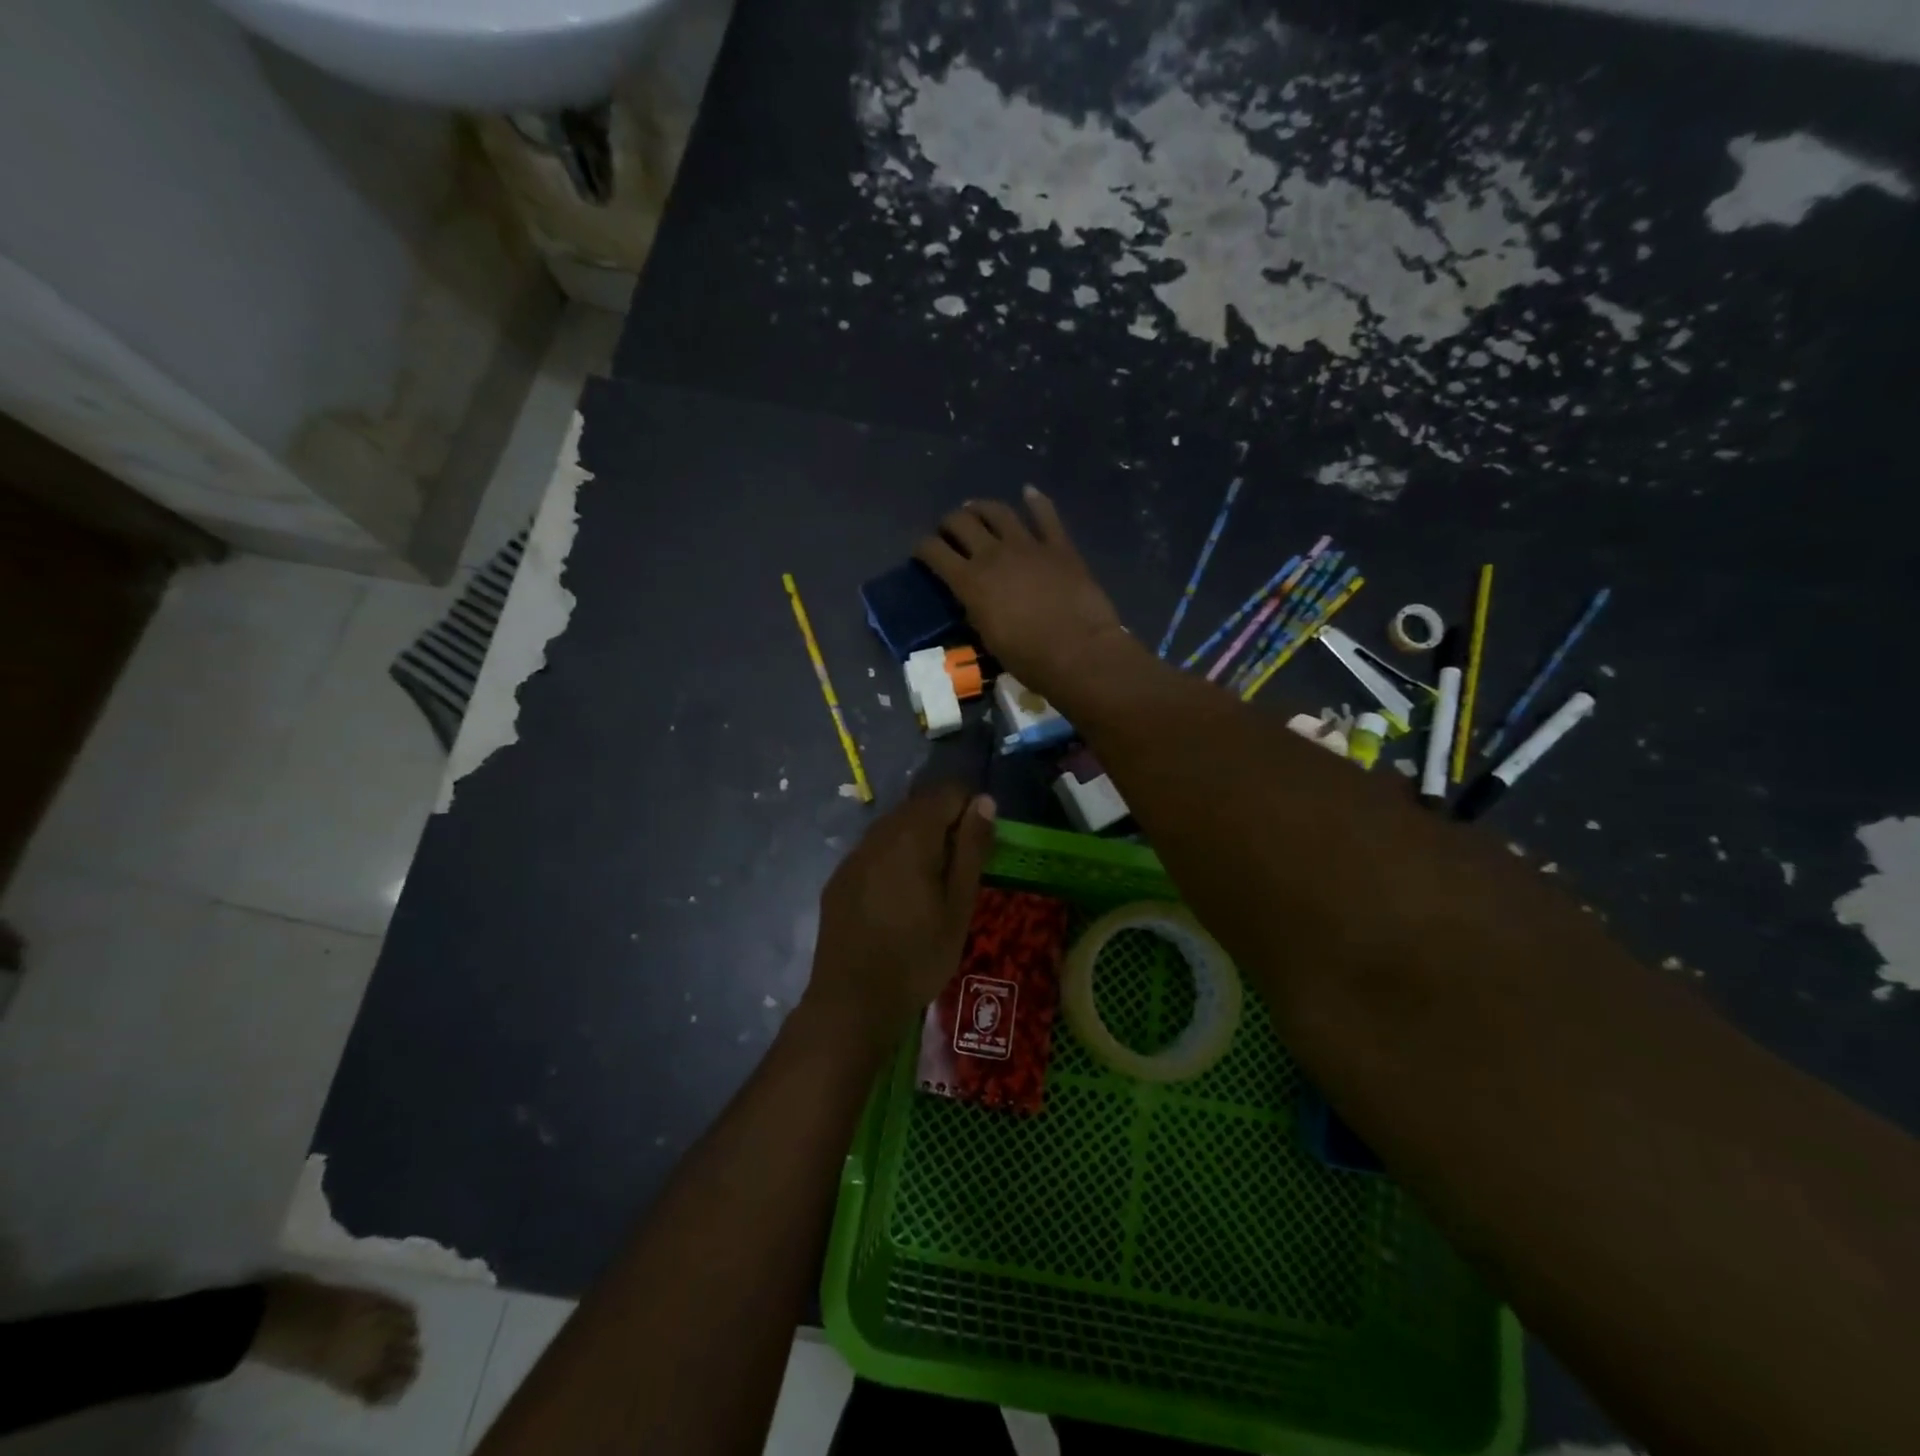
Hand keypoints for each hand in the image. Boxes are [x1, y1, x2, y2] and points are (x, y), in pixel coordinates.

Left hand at [801, 782, 997, 1052]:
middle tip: (961, 870)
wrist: (852, 1001)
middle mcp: (878, 834)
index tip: (980, 845)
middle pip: (918, 807)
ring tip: (932, 886)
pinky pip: (873, 852)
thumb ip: (971, 848)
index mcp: (911, 835)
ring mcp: (853, 856)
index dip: (970, 808)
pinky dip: (893, 860)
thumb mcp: (959, 905)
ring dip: (918, 842)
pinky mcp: (839, 879)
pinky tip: (899, 899)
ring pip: (894, 829)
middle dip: (944, 824)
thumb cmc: (918, 956)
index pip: (947, 792)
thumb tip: (984, 801)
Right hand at [914, 488, 1131, 701]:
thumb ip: (975, 611)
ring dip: (981, 507)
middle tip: (949, 532)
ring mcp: (1028, 545)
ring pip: (997, 510)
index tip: (922, 553)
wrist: (1079, 652)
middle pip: (961, 521)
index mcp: (970, 581)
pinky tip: (1028, 492)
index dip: (923, 548)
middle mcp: (993, 554)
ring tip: (976, 510)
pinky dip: (1035, 501)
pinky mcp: (1059, 545)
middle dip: (948, 523)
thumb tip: (972, 599)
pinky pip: (1045, 514)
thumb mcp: (988, 639)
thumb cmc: (1029, 659)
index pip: (933, 551)